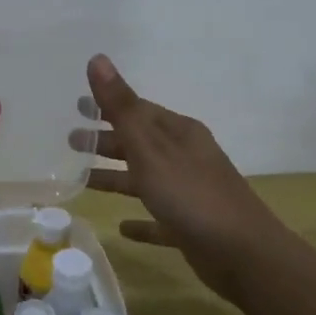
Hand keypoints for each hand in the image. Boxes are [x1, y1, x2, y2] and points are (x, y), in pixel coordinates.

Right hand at [75, 54, 288, 301]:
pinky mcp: (191, 227)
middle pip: (139, 143)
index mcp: (179, 133)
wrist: (245, 255)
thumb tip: (97, 59)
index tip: (77, 105)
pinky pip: (158, 219)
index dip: (107, 106)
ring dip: (115, 177)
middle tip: (70, 140)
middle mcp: (186, 158)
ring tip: (81, 180)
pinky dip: (140, 221)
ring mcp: (190, 193)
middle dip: (106, 141)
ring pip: (144, 179)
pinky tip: (121, 228)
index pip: (138, 111)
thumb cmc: (192, 195)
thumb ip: (121, 107)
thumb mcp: (150, 148)